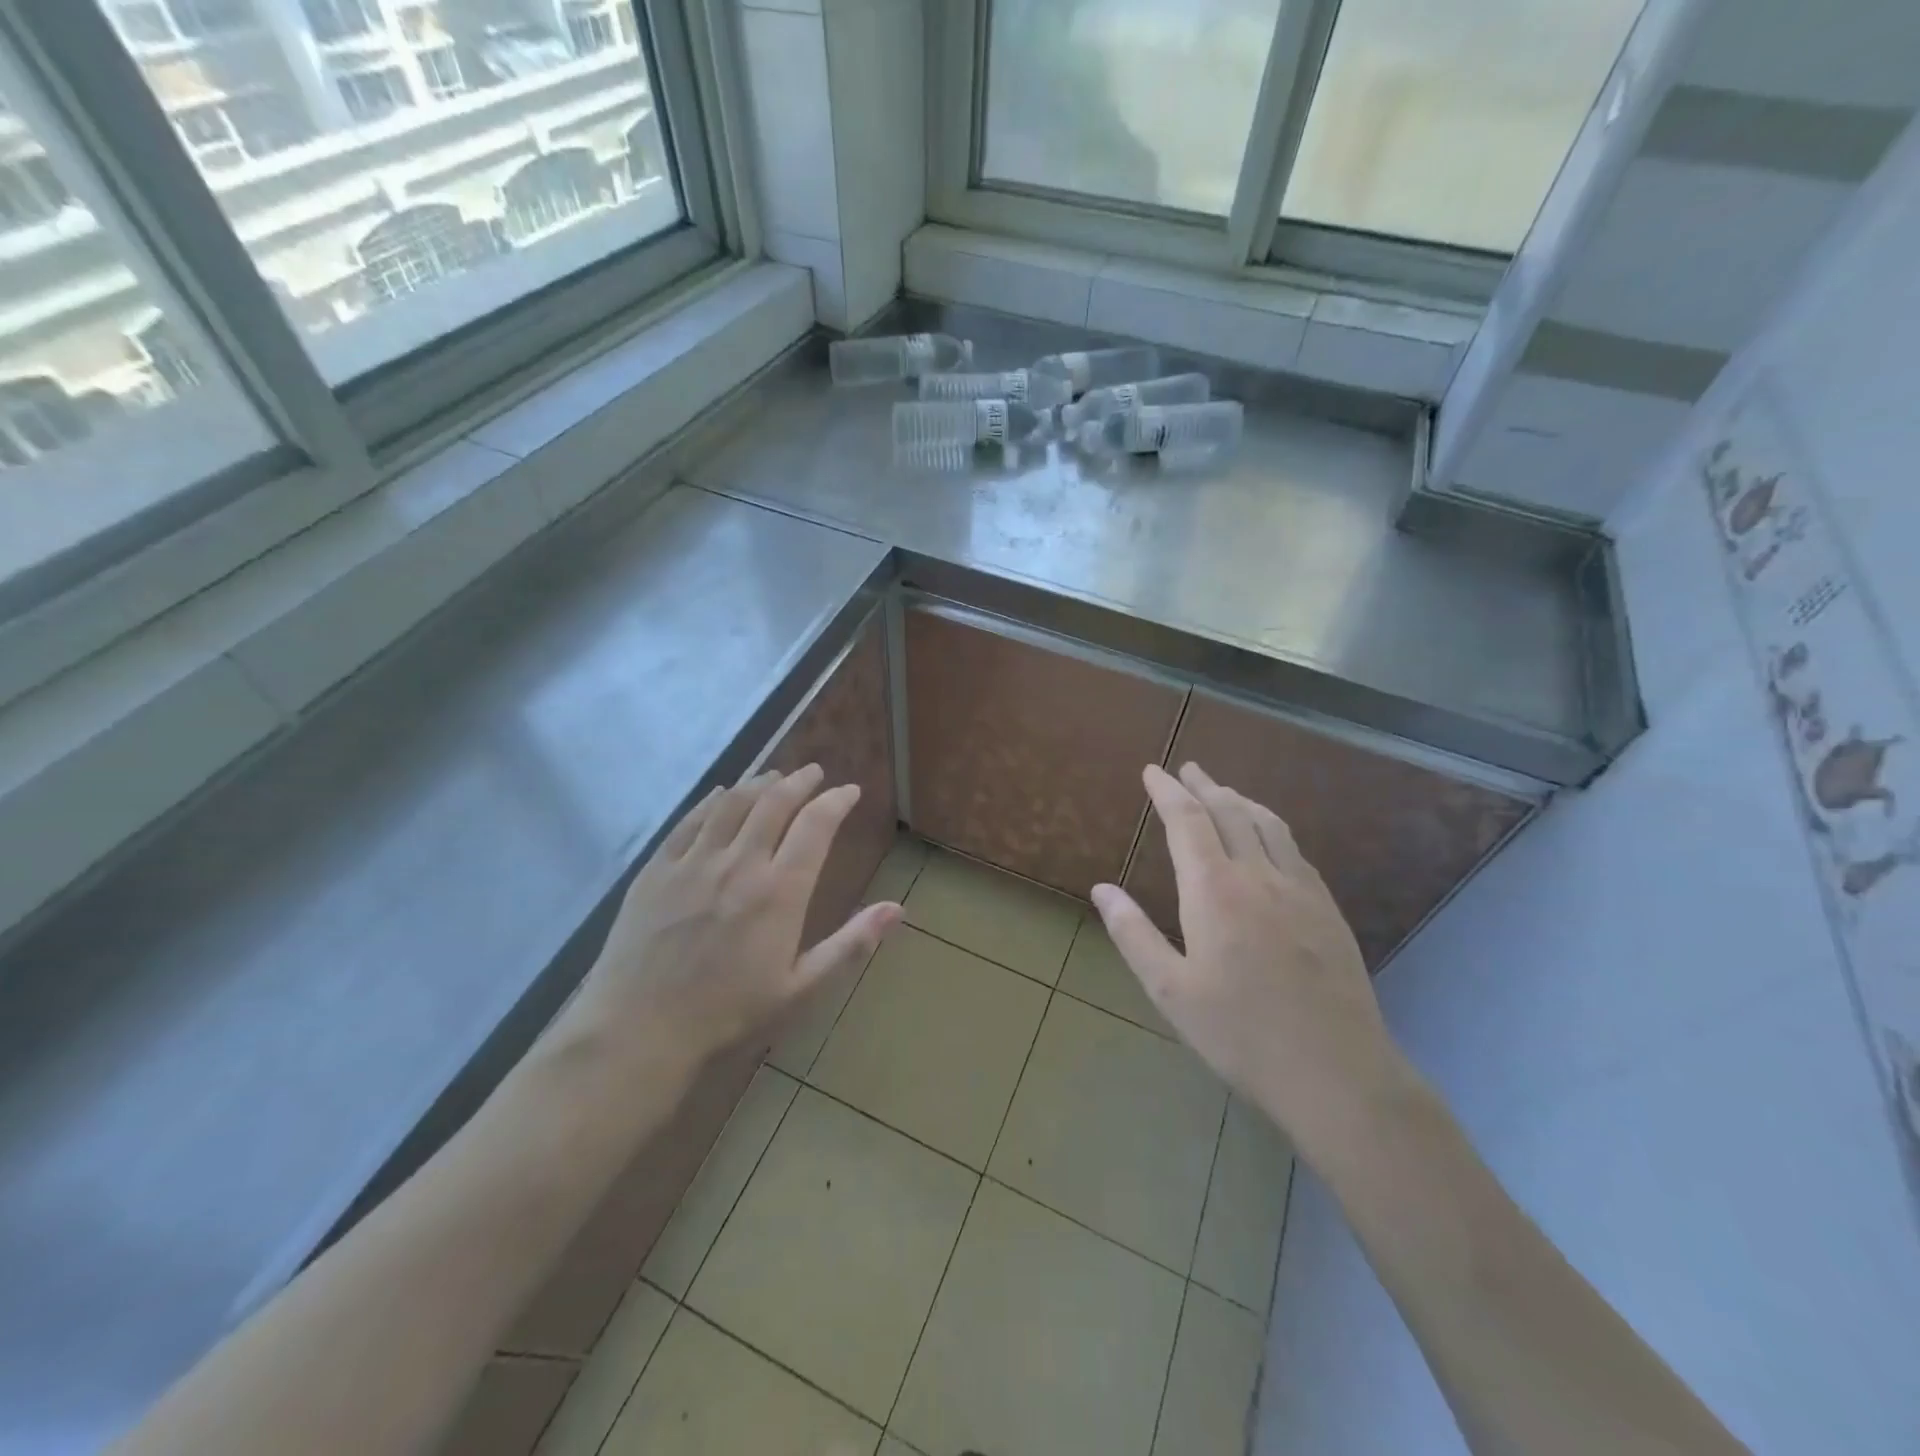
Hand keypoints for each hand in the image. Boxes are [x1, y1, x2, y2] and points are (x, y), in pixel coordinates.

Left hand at [574, 765, 899, 1068]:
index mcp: (779, 891)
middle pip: (775, 802)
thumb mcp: (801, 988)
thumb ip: (850, 944)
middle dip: (800, 780)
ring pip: (733, 803)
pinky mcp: (657, 869)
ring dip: (759, 782)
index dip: (837, 801)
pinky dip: (713, 800)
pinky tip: (722, 794)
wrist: (640, 1030)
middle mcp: (739, 863)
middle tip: (815, 773)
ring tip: (775, 775)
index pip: (816, 825)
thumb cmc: (729, 1014)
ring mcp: (694, 862)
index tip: (850, 792)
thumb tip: (897, 908)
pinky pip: (690, 820)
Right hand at [1091, 763, 1409, 1159]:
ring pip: (1268, 824)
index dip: (1167, 791)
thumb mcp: (1170, 991)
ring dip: (1240, 799)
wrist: (1336, 1072)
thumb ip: (1133, 934)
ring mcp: (1299, 889)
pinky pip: (1294, 849)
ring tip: (1223, 790)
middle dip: (1204, 785)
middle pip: (1230, 811)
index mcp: (1214, 890)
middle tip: (1187, 768)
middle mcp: (1258, 876)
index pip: (1188, 821)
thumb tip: (1101, 889)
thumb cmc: (1240, 1034)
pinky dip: (1272, 827)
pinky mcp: (1327, 909)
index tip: (1152, 770)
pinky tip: (1269, 838)